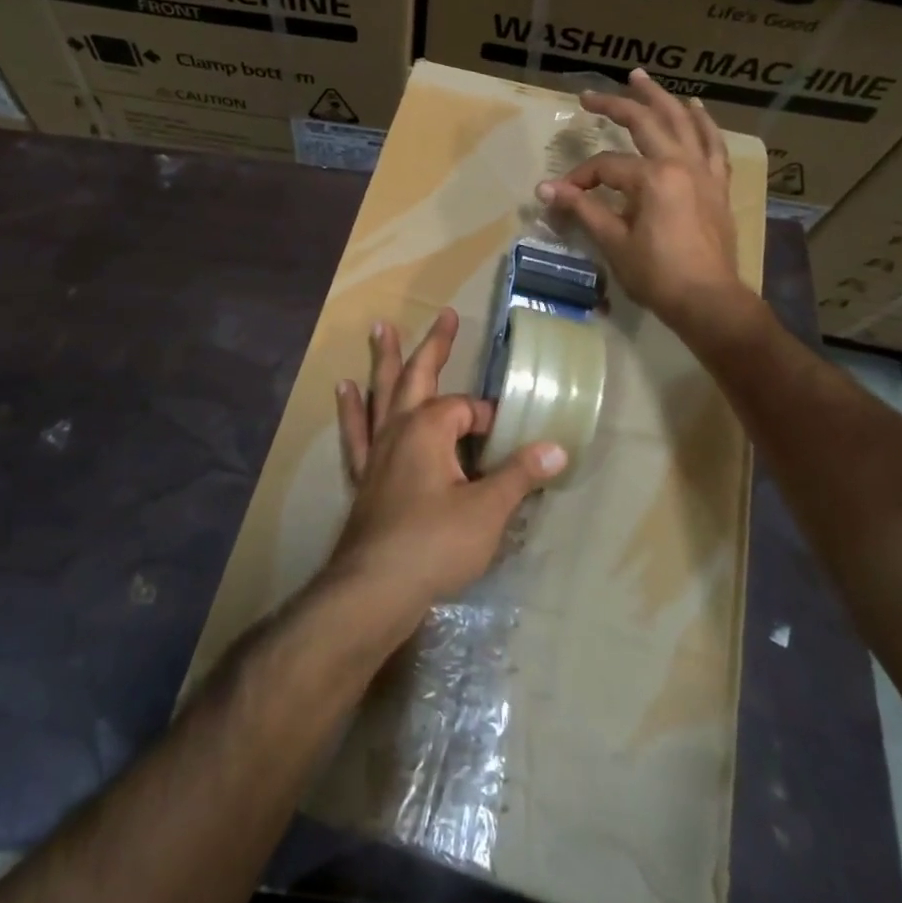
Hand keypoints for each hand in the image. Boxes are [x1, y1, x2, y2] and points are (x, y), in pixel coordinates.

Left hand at [326, 308, 564, 642]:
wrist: (374, 588)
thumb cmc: (434, 544)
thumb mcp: (488, 511)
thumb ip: (519, 475)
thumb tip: (557, 448)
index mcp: (430, 427)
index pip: (467, 410)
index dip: (490, 422)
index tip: (510, 442)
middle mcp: (399, 428)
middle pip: (418, 376)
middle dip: (436, 346)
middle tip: (446, 314)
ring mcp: (376, 450)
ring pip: (381, 393)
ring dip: (383, 359)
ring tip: (379, 327)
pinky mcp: (363, 475)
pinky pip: (356, 431)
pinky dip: (352, 408)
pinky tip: (344, 390)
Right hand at [537, 68, 761, 338]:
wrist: (709, 301)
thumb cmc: (657, 274)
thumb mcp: (613, 241)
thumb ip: (582, 209)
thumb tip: (544, 189)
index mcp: (652, 177)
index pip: (606, 166)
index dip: (580, 178)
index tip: (561, 195)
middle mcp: (680, 164)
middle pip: (645, 123)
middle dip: (615, 106)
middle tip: (590, 94)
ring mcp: (704, 172)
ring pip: (683, 123)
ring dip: (661, 98)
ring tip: (642, 78)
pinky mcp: (717, 186)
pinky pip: (712, 145)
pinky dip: (703, 123)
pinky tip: (695, 109)